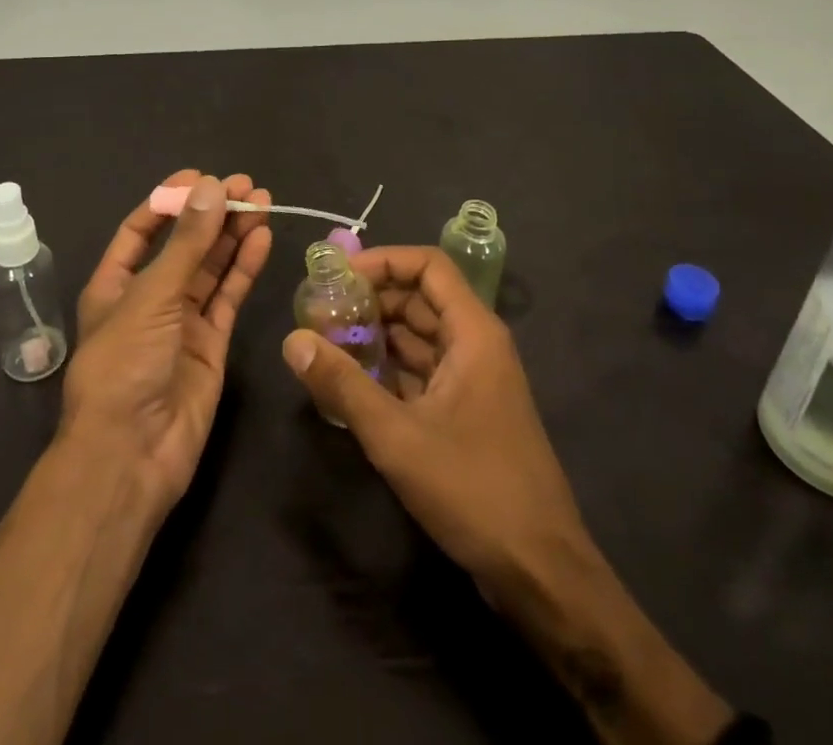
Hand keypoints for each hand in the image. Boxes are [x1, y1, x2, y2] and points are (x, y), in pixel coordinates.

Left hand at [62, 171, 272, 513]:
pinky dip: (245, 267)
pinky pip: (229, 297)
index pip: (142, 229)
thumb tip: (213, 186)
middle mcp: (149, 298)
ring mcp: (182, 322)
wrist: (132, 454)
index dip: (170, 200)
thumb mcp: (152, 295)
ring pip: (212, 267)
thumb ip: (187, 243)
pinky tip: (262, 238)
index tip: (202, 177)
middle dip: (213, 213)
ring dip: (235, 234)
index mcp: (115, 284)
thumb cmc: (125, 364)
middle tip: (247, 185)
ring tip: (262, 201)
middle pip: (185, 245)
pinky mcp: (211, 344)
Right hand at [280, 245, 585, 598]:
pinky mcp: (466, 412)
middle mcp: (476, 345)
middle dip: (370, 300)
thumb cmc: (474, 489)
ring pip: (419, 337)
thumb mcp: (397, 436)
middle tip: (321, 313)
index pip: (428, 266)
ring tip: (326, 344)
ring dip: (376, 336)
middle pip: (419, 299)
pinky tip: (351, 384)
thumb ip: (342, 384)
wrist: (540, 572)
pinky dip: (388, 370)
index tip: (338, 277)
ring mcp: (473, 380)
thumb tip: (292, 339)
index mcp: (473, 333)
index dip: (383, 261)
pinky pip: (422, 371)